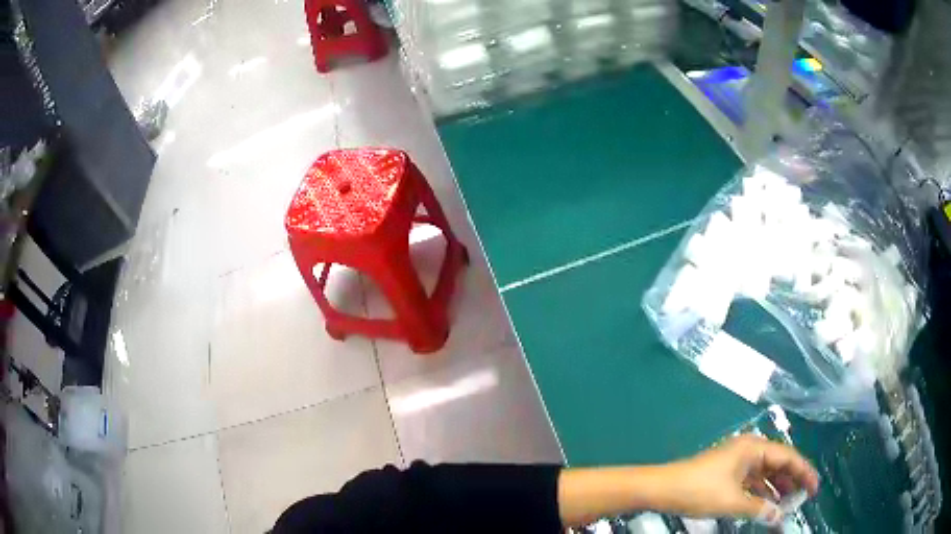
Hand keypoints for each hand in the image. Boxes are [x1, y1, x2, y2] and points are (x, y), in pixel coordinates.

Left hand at [657, 434, 819, 524]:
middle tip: (803, 498)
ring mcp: (737, 461)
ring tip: (788, 504)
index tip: (814, 488)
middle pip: (778, 463)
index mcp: (754, 448)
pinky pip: (752, 481)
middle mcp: (749, 450)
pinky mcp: (728, 472)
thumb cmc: (700, 490)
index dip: (803, 472)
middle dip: (791, 480)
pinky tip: (767, 504)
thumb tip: (779, 518)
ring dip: (776, 488)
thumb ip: (759, 509)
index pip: (788, 456)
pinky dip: (761, 492)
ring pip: (765, 473)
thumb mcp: (732, 502)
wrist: (662, 488)